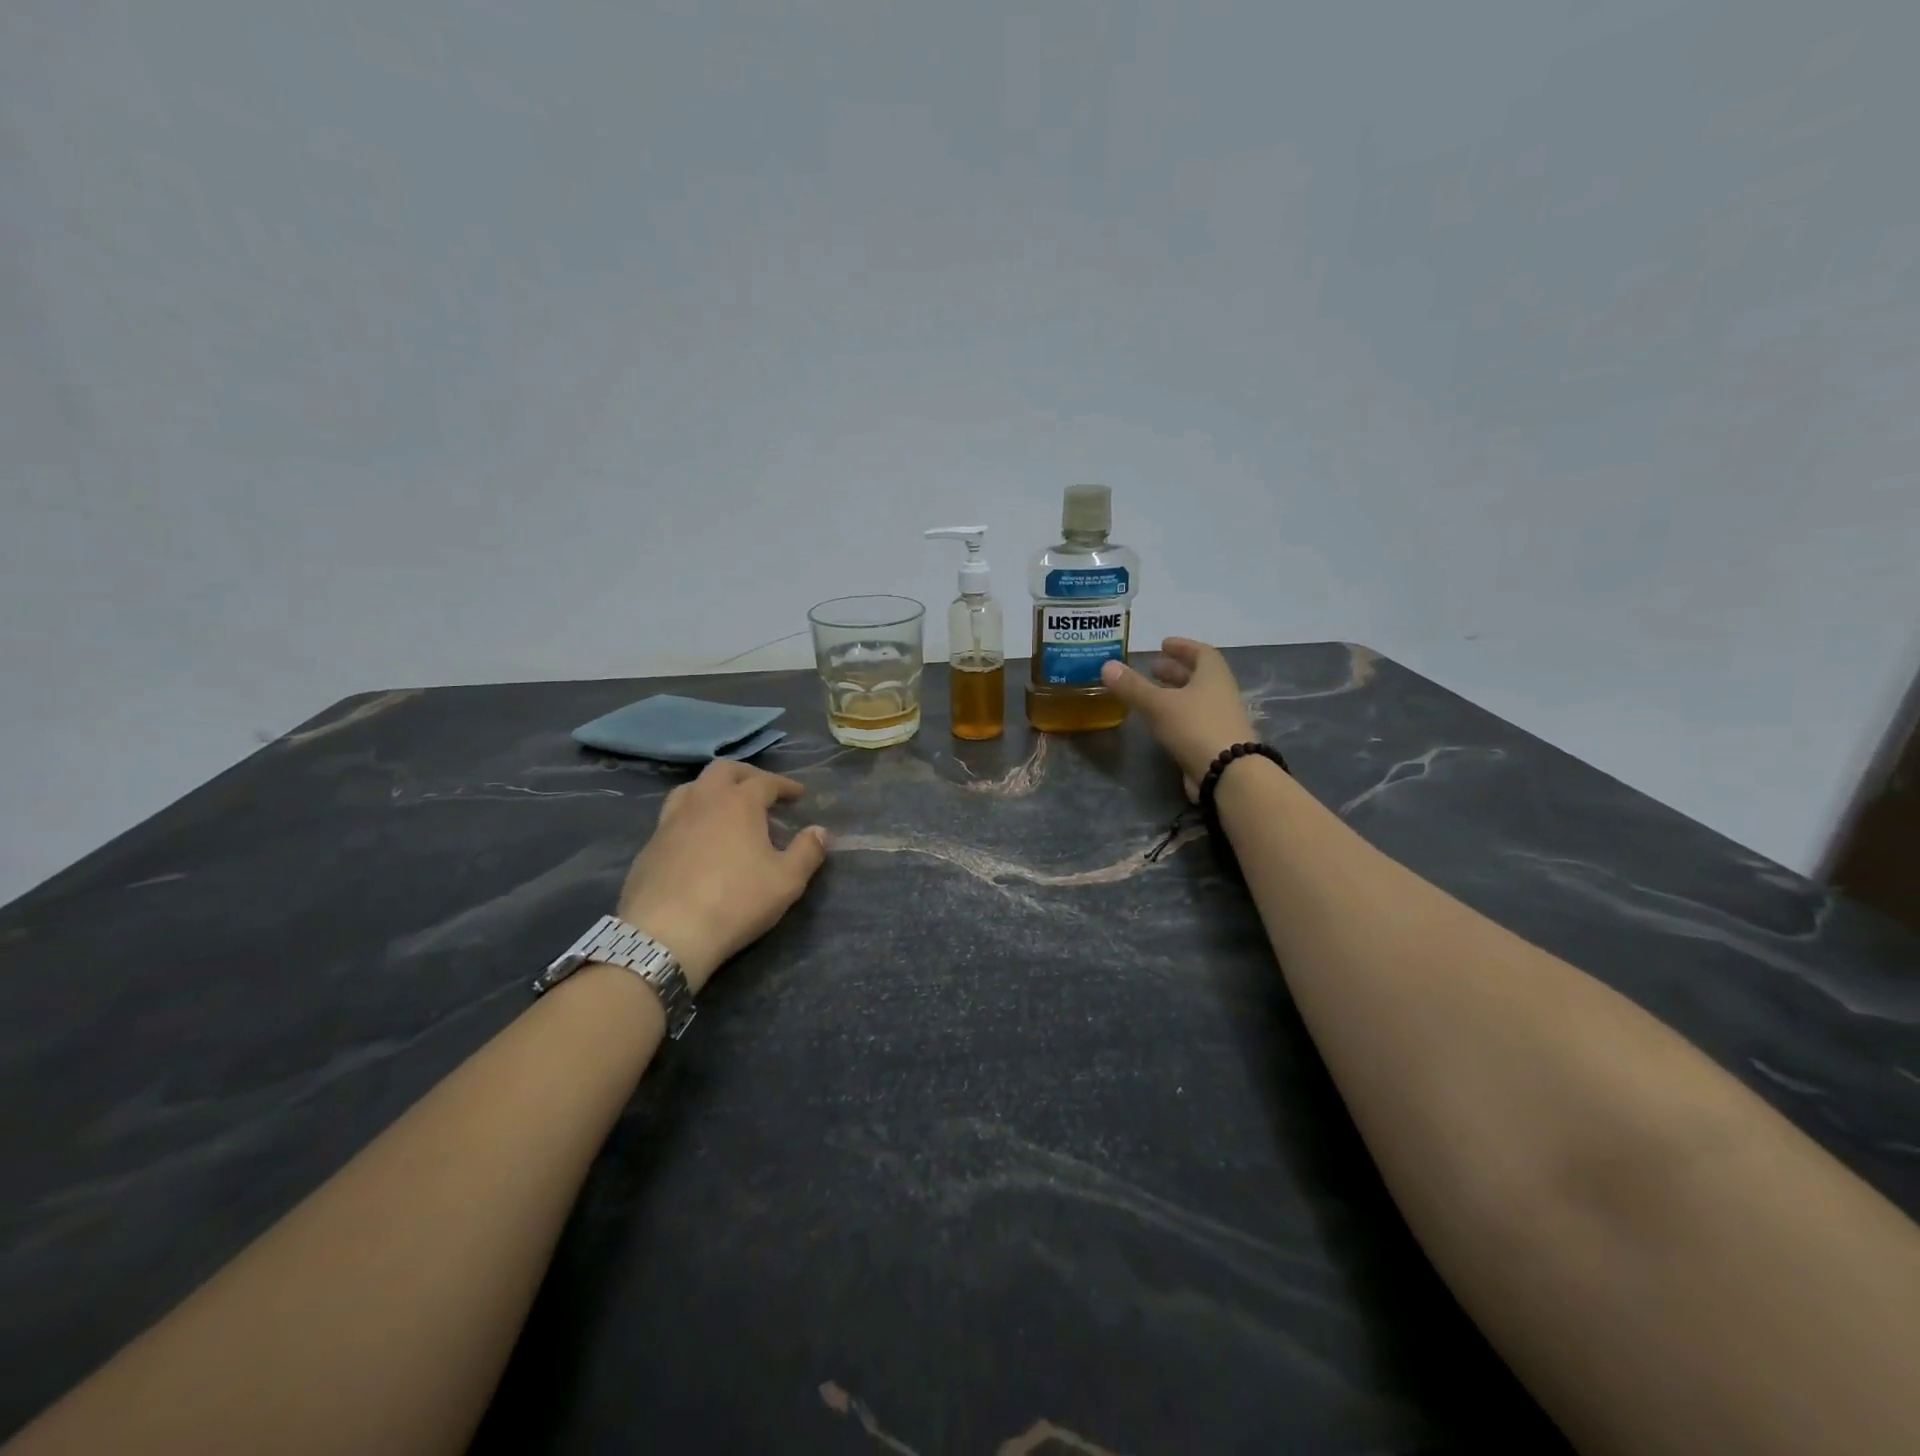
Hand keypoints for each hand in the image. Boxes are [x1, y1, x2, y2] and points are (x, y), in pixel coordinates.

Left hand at [613, 761, 828, 991]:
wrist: (666, 935)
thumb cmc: (735, 902)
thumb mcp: (787, 881)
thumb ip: (807, 852)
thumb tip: (820, 831)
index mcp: (738, 803)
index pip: (766, 781)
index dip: (785, 785)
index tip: (798, 794)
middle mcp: (702, 801)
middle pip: (723, 771)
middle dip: (747, 775)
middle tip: (762, 791)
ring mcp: (669, 821)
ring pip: (691, 788)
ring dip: (713, 790)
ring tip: (726, 808)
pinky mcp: (649, 846)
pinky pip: (673, 817)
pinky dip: (691, 817)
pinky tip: (697, 840)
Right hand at [1101, 638, 1257, 799]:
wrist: (1227, 773)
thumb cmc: (1195, 727)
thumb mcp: (1159, 704)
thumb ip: (1133, 686)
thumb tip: (1107, 665)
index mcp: (1213, 676)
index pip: (1201, 652)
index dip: (1182, 646)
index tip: (1163, 644)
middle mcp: (1221, 694)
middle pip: (1198, 676)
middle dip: (1174, 670)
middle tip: (1152, 668)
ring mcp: (1221, 719)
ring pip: (1196, 699)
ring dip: (1175, 693)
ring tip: (1151, 695)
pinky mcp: (1215, 742)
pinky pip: (1194, 720)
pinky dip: (1176, 715)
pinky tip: (1159, 723)